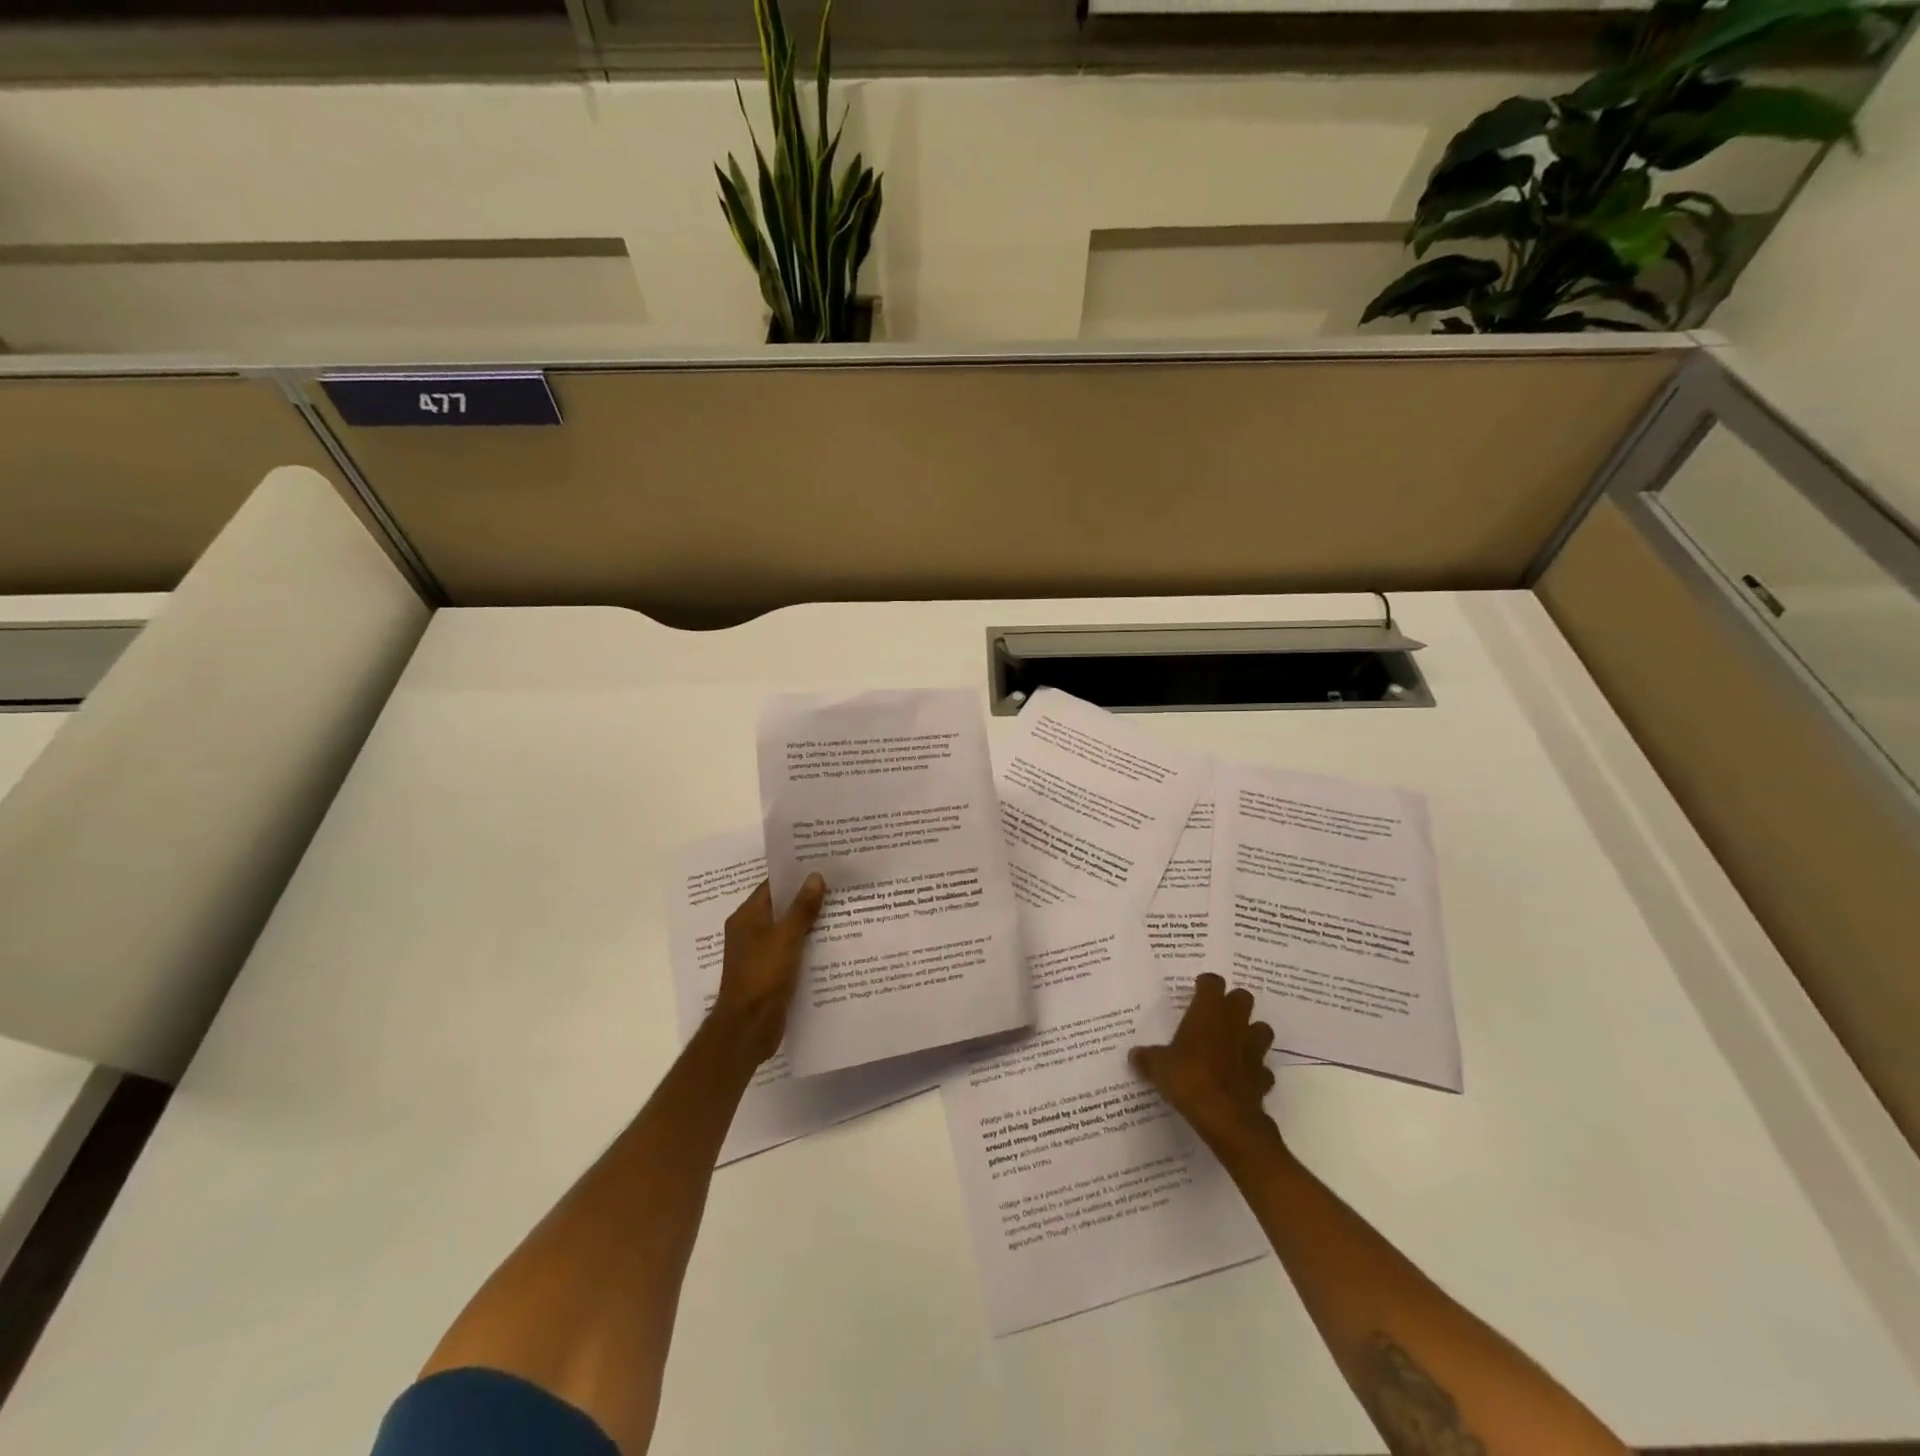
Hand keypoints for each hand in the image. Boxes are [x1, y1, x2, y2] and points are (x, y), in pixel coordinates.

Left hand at [712, 876, 826, 1063]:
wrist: (747, 1029)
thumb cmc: (762, 976)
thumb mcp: (785, 938)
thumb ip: (801, 908)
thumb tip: (815, 876)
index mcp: (747, 917)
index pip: (772, 885)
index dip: (796, 874)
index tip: (823, 863)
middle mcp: (750, 931)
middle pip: (782, 906)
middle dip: (808, 897)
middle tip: (840, 884)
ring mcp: (759, 954)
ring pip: (789, 930)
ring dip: (811, 922)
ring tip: (843, 909)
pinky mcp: (770, 973)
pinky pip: (792, 951)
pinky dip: (808, 945)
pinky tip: (833, 943)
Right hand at [1130, 973, 1281, 1154]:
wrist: (1226, 1117)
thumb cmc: (1188, 1078)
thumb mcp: (1158, 1067)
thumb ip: (1147, 1058)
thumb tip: (1134, 1055)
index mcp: (1208, 1011)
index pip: (1212, 982)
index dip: (1206, 985)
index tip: (1197, 991)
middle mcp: (1234, 1023)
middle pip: (1243, 998)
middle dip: (1233, 1004)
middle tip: (1216, 1016)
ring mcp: (1253, 1050)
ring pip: (1261, 1030)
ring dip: (1251, 1033)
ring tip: (1234, 1043)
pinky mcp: (1263, 1077)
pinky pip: (1263, 1069)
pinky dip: (1255, 1071)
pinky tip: (1241, 1078)